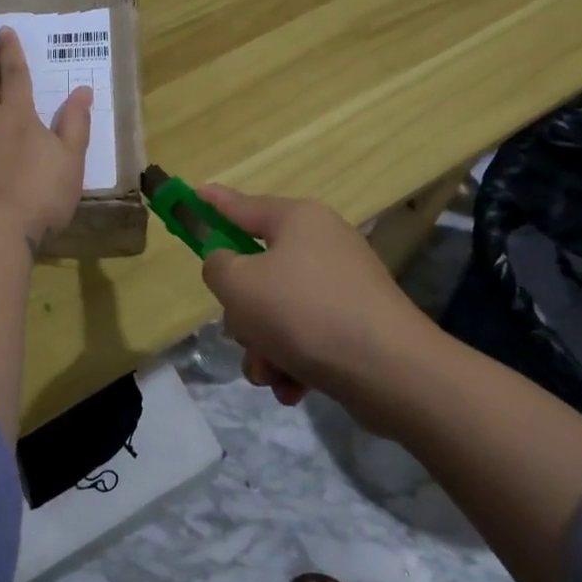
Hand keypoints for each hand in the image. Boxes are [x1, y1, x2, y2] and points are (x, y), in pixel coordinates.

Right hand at [197, 185, 434, 429]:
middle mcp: (322, 244)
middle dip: (243, 312)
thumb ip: (218, 266)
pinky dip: (292, 362)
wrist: (390, 371)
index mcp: (297, 219)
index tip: (192, 194)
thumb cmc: (305, 313)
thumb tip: (228, 264)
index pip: (242, 205)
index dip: (212, 202)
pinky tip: (293, 387)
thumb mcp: (240, 285)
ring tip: (271, 373)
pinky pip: (306, 337)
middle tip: (243, 333)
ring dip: (263, 347)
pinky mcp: (356, 324)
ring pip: (278, 312)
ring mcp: (342, 285)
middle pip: (258, 270)